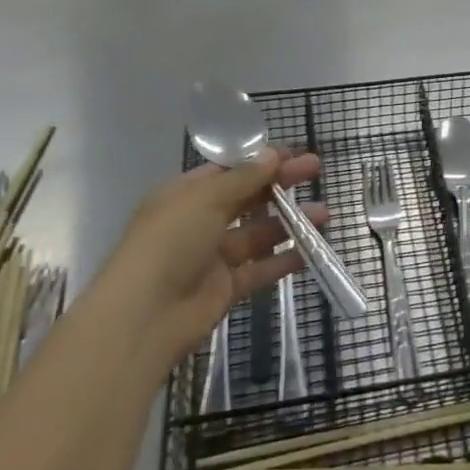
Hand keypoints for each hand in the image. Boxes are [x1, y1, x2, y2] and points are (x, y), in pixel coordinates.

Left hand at [115, 149, 319, 355]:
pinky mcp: (225, 287)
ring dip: (290, 221)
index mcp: (186, 195)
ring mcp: (213, 256)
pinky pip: (260, 269)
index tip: (294, 152)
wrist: (144, 316)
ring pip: (259, 233)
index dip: (261, 159)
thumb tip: (273, 154)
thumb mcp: (205, 199)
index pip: (229, 170)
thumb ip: (244, 178)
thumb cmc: (169, 243)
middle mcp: (200, 221)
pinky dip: (285, 259)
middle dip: (281, 184)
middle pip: (248, 197)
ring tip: (325, 214)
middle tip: (316, 170)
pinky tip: (312, 251)